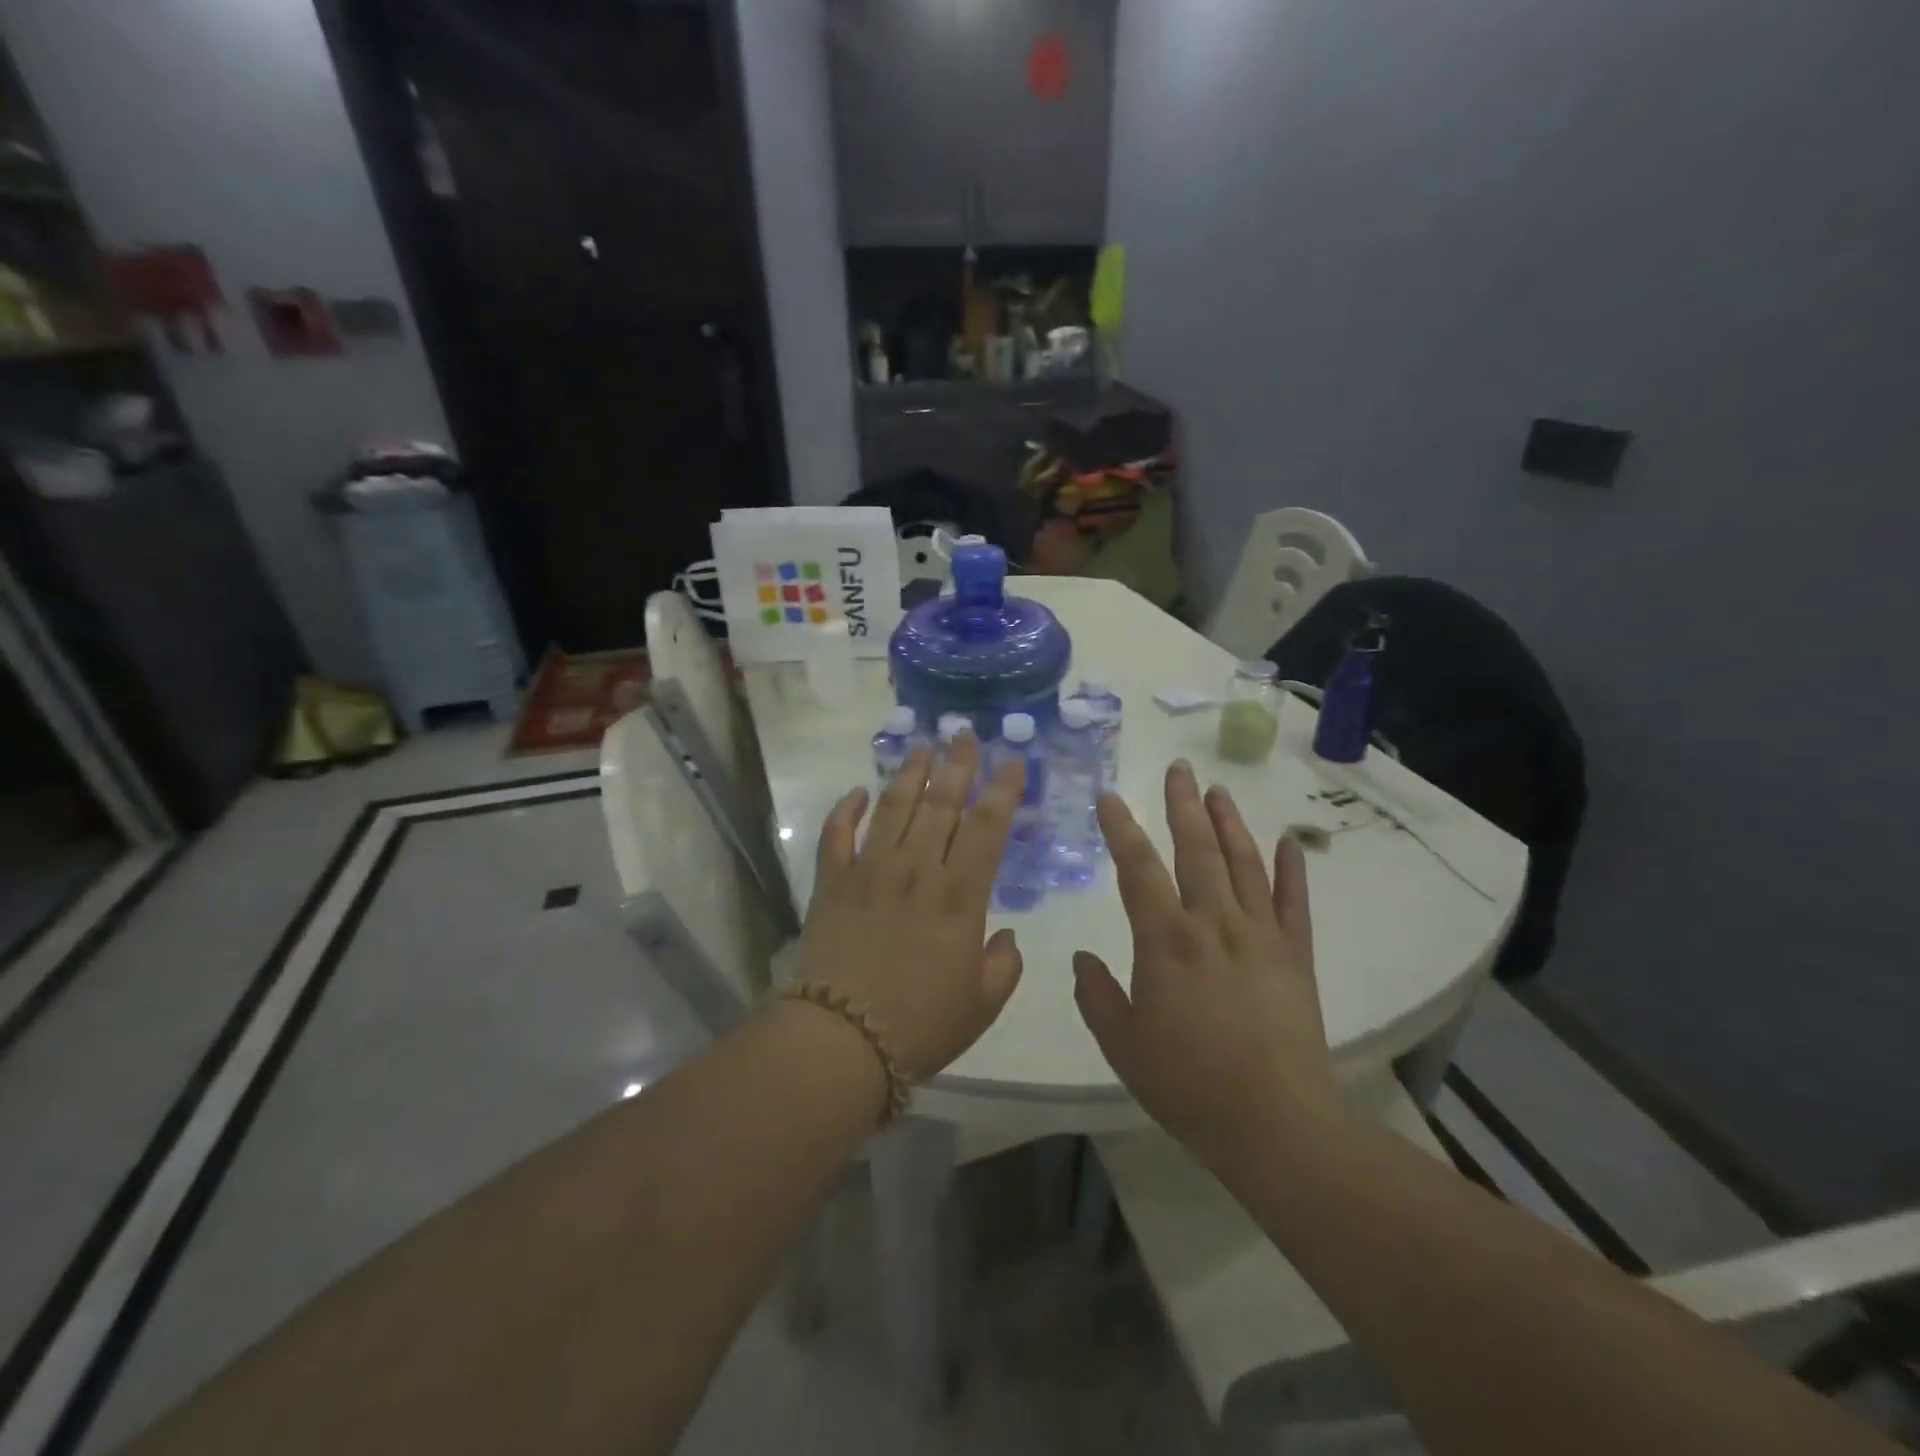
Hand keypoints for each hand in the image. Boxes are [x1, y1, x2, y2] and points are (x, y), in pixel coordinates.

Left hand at [797, 735, 1024, 1082]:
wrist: (843, 1039)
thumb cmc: (921, 1024)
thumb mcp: (981, 1003)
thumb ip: (1004, 966)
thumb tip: (1008, 936)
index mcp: (959, 895)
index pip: (987, 828)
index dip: (1002, 790)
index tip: (1011, 761)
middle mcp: (917, 870)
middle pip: (941, 804)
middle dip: (956, 765)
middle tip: (963, 733)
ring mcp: (870, 871)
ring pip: (894, 809)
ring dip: (909, 774)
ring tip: (921, 746)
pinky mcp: (832, 883)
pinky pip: (837, 835)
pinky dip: (845, 810)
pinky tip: (856, 791)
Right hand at [1073, 760, 1340, 1165]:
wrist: (1275, 1125)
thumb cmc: (1188, 1086)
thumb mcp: (1123, 1046)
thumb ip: (1097, 996)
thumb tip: (1082, 958)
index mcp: (1165, 941)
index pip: (1138, 869)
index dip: (1121, 829)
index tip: (1110, 797)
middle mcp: (1213, 924)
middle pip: (1195, 849)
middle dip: (1183, 806)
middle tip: (1178, 769)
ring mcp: (1260, 935)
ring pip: (1243, 863)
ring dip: (1229, 823)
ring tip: (1218, 790)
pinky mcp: (1295, 955)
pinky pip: (1294, 902)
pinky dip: (1292, 869)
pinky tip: (1289, 842)